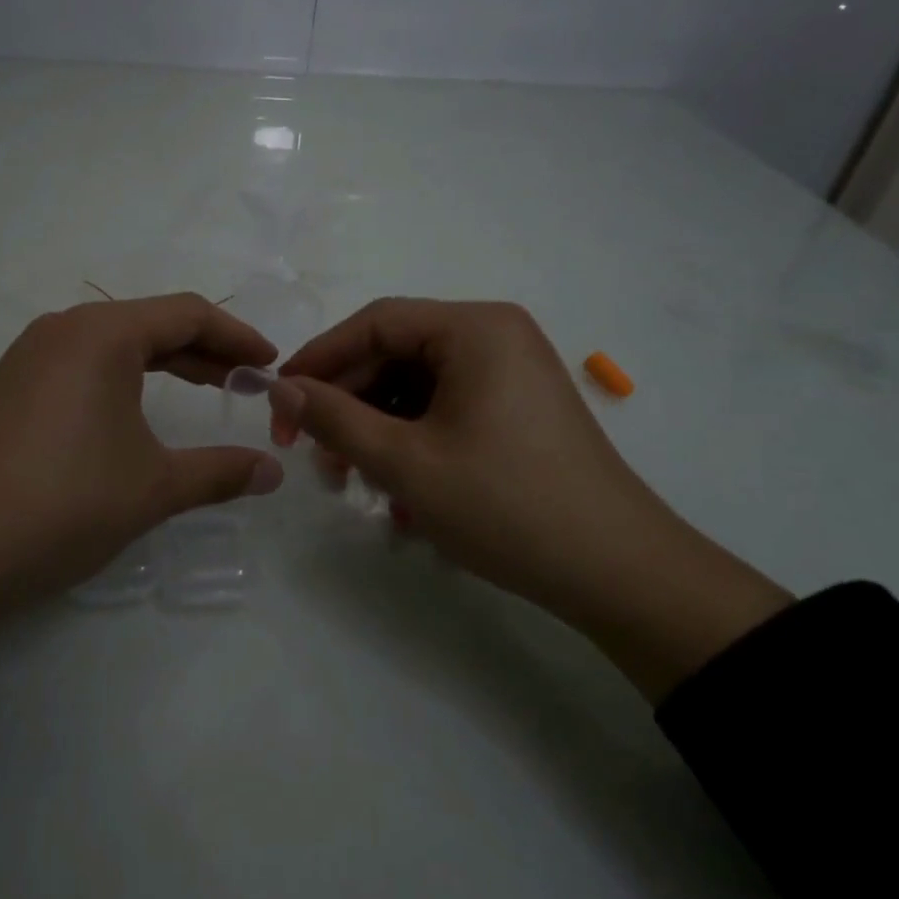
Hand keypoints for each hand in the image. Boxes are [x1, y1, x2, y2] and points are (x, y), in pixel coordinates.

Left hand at [0, 294, 283, 655]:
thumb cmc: (63, 503)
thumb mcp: (152, 487)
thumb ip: (220, 471)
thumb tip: (272, 471)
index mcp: (101, 333)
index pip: (187, 314)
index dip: (237, 337)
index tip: (270, 364)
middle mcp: (64, 329)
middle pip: (151, 322)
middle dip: (205, 349)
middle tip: (246, 382)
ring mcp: (30, 356)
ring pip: (115, 344)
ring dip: (165, 363)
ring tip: (203, 392)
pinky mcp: (11, 387)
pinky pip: (84, 365)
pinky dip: (125, 379)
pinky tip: (137, 414)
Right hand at [270, 299, 789, 698]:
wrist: (619, 575)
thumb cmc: (505, 505)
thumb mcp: (404, 462)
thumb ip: (334, 418)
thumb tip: (281, 390)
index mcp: (474, 328)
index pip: (374, 323)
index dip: (319, 359)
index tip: (279, 401)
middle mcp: (494, 336)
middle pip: (394, 354)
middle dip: (347, 404)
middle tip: (312, 454)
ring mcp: (510, 372)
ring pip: (416, 386)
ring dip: (375, 428)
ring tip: (351, 481)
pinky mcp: (517, 409)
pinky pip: (445, 408)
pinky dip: (411, 440)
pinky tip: (396, 489)